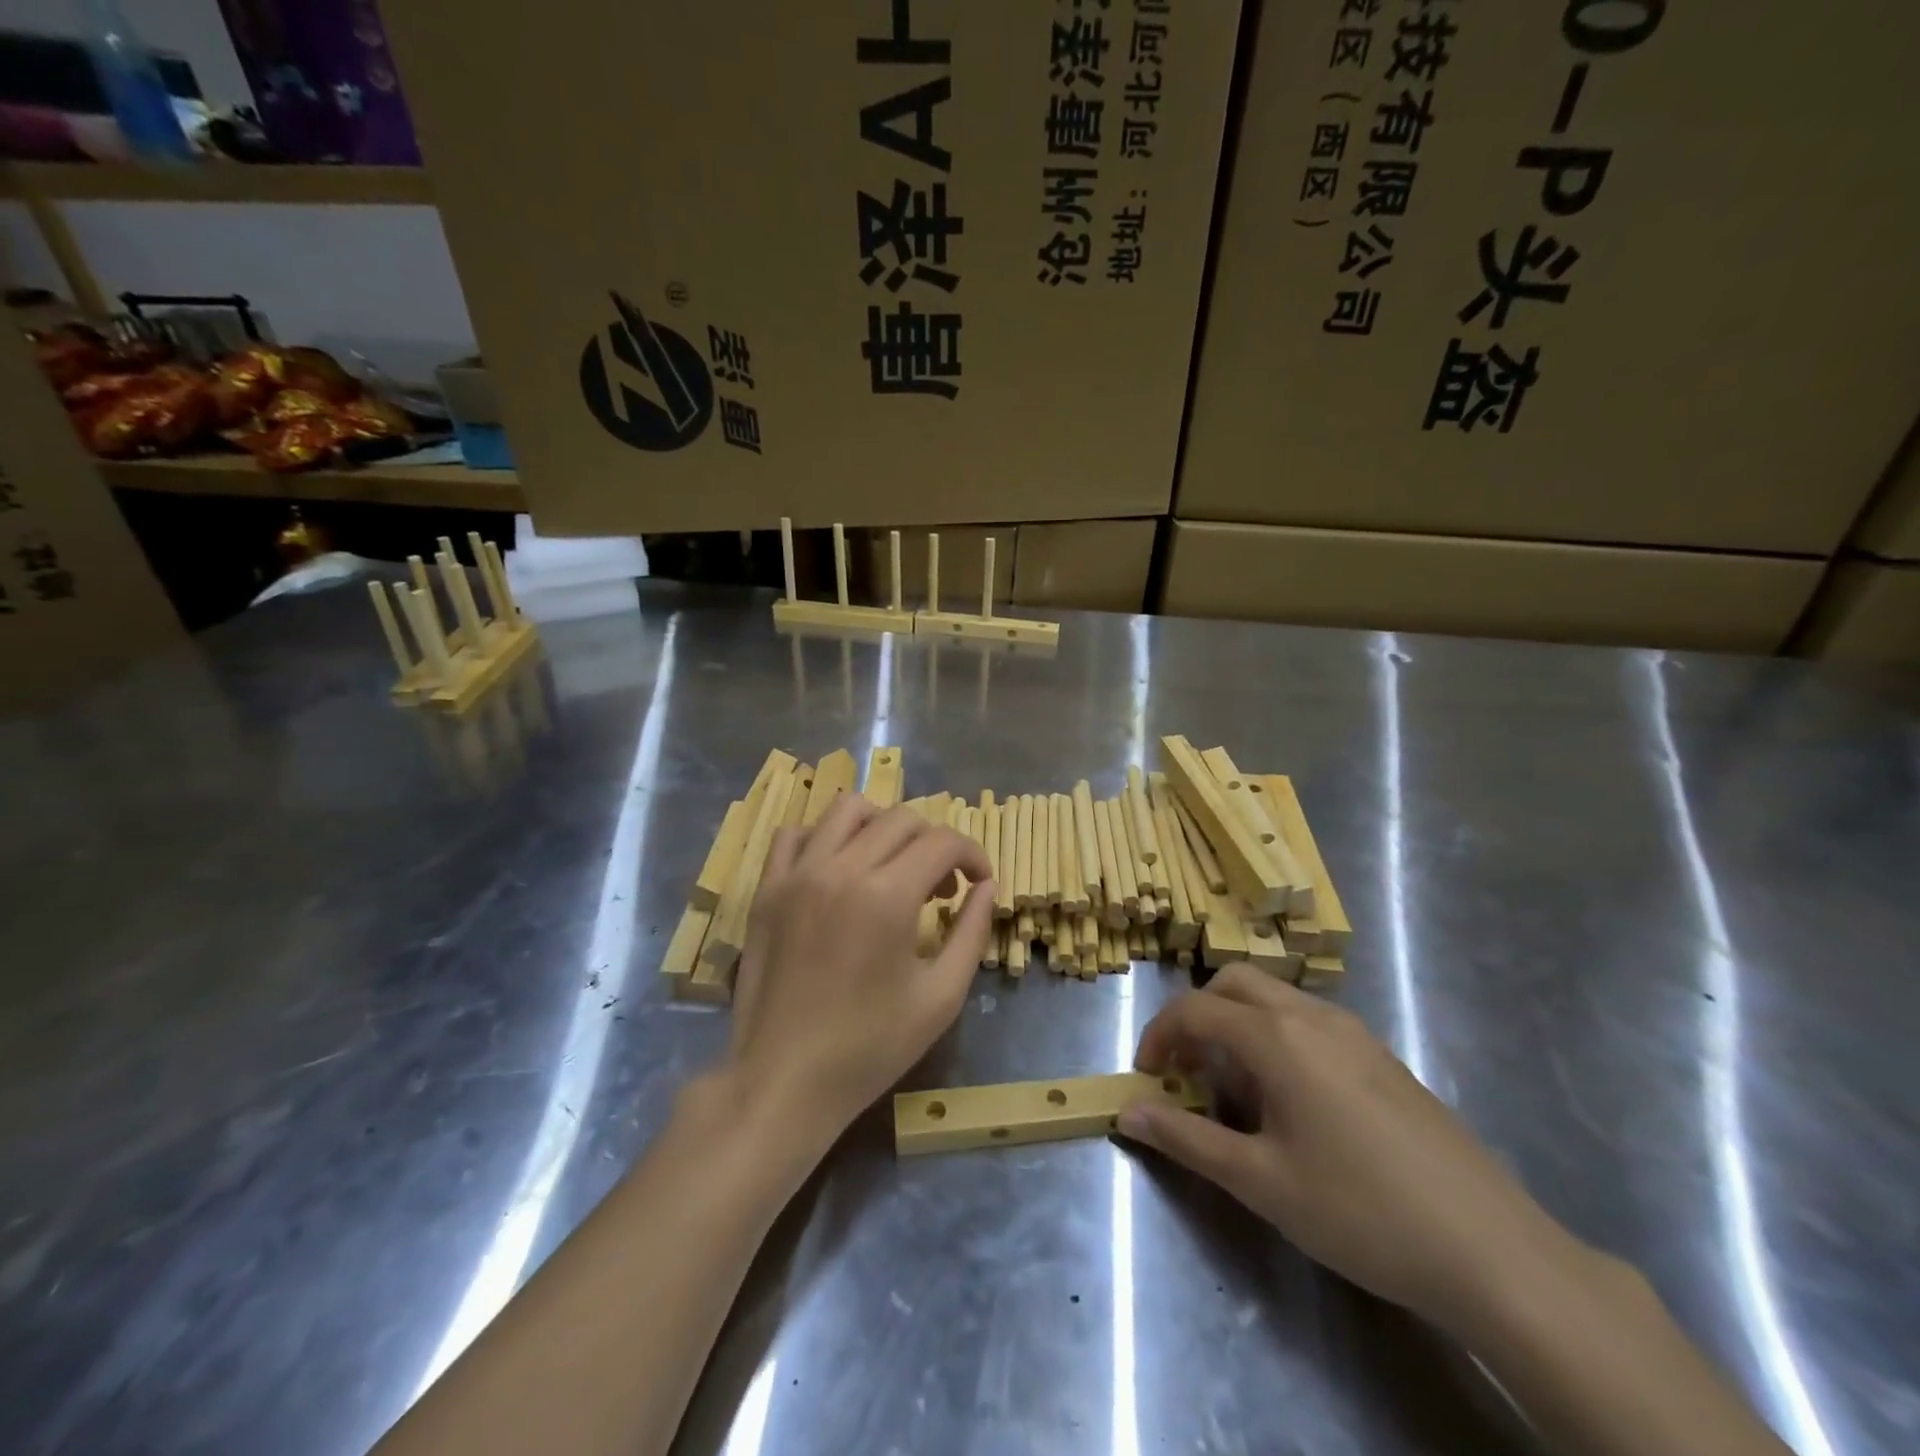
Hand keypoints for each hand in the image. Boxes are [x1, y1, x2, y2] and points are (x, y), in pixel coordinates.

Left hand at [726, 794, 994, 1142]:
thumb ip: (971, 932)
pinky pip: (795, 833)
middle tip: (940, 889)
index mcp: (887, 895)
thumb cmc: (870, 1046)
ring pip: (848, 810)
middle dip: (935, 844)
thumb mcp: (941, 997)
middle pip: (901, 819)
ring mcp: (797, 874)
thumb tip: (986, 888)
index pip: (943, 842)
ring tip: (892, 866)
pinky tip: (838, 869)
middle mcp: (840, 868)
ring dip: (883, 827)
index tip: (979, 883)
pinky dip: (825, 837)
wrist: (784, 1080)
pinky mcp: (767, 888)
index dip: (972, 855)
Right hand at [1121, 966, 1580, 1333]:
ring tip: (1237, 1094)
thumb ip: (1187, 1139)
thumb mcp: (1261, 1181)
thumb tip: (1128, 1113)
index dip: (1158, 1036)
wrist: (1493, 1251)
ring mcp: (1354, 1032)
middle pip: (1232, 984)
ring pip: (1273, 999)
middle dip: (1197, 1017)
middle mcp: (1313, 1016)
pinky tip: (1293, 1104)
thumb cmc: (1361, 1211)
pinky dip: (1276, 1038)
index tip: (1147, 1078)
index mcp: (1278, 1036)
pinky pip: (1309, 1023)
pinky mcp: (1382, 1056)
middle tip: (1188, 1071)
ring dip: (1237, 1026)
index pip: (1194, 1009)